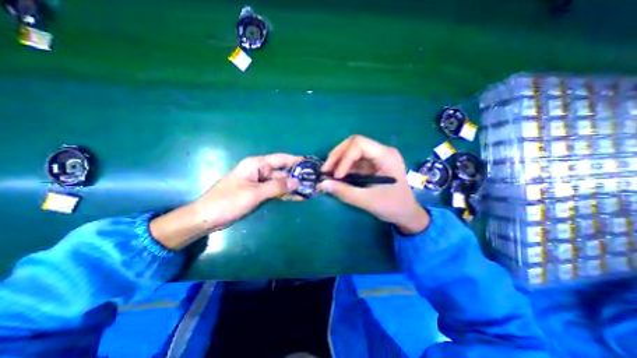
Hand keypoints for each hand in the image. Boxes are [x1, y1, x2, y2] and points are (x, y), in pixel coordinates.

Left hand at [150, 152, 300, 248]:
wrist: (207, 217)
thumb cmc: (229, 201)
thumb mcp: (255, 193)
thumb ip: (277, 187)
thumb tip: (297, 182)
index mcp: (256, 164)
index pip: (281, 159)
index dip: (296, 160)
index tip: (310, 163)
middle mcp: (259, 171)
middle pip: (282, 172)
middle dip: (296, 177)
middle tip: (313, 182)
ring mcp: (259, 182)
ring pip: (280, 183)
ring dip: (292, 187)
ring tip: (308, 191)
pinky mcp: (259, 192)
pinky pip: (275, 191)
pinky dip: (284, 194)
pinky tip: (296, 198)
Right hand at [317, 136, 426, 232]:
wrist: (407, 213)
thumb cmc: (393, 207)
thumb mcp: (368, 201)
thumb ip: (344, 192)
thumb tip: (321, 184)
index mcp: (386, 156)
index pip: (359, 144)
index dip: (344, 157)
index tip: (336, 176)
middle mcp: (381, 151)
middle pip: (353, 143)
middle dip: (337, 156)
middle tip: (325, 170)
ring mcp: (376, 157)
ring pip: (351, 151)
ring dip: (337, 161)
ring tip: (327, 174)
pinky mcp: (371, 165)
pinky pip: (353, 161)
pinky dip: (342, 167)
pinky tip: (336, 177)